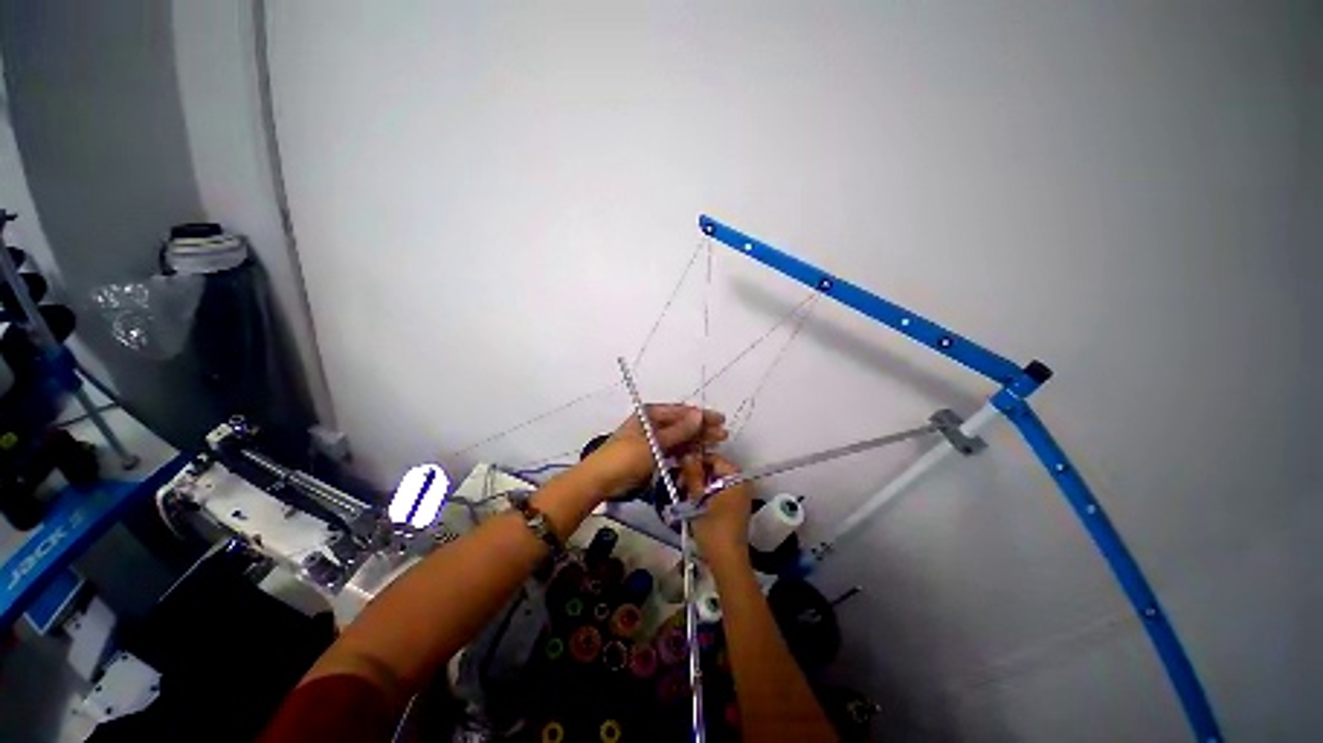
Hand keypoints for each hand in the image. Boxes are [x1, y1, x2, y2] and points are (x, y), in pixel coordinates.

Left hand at [588, 404, 725, 493]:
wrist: (602, 480)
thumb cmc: (627, 456)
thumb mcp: (654, 442)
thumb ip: (679, 430)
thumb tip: (700, 413)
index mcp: (650, 414)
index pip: (681, 412)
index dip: (701, 416)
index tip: (720, 420)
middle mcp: (653, 424)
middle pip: (682, 424)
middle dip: (702, 429)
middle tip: (723, 434)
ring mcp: (653, 440)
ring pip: (680, 438)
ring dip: (697, 441)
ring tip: (717, 443)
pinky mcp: (653, 456)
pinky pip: (674, 451)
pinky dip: (686, 452)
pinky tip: (700, 454)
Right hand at [680, 453, 752, 564]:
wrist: (727, 562)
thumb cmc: (713, 528)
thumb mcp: (698, 499)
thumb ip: (693, 474)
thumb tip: (687, 453)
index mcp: (736, 478)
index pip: (713, 458)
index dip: (695, 460)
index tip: (678, 468)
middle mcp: (740, 483)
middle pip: (714, 469)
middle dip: (695, 474)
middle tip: (678, 483)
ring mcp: (738, 495)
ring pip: (714, 481)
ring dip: (697, 484)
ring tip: (682, 493)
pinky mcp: (733, 507)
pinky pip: (717, 492)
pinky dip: (705, 493)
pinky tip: (691, 501)